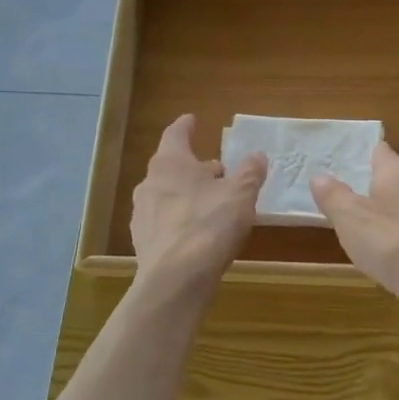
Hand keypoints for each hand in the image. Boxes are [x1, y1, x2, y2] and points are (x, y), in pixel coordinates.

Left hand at [131, 115, 265, 292]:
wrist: (176, 280)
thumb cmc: (209, 225)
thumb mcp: (241, 194)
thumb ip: (250, 172)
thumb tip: (256, 156)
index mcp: (170, 163)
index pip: (176, 135)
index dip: (186, 126)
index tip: (192, 120)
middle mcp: (150, 183)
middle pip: (172, 167)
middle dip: (194, 167)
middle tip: (217, 170)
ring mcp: (142, 214)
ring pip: (167, 195)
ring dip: (188, 194)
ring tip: (212, 203)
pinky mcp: (144, 243)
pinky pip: (164, 222)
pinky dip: (180, 220)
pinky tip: (198, 233)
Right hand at [310, 145, 398, 346]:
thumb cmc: (395, 243)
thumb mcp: (352, 218)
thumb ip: (334, 196)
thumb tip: (319, 176)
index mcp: (397, 173)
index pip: (378, 150)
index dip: (358, 152)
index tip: (335, 156)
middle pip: (391, 178)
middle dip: (367, 183)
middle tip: (337, 190)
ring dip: (381, 213)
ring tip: (354, 222)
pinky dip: (394, 238)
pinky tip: (382, 254)